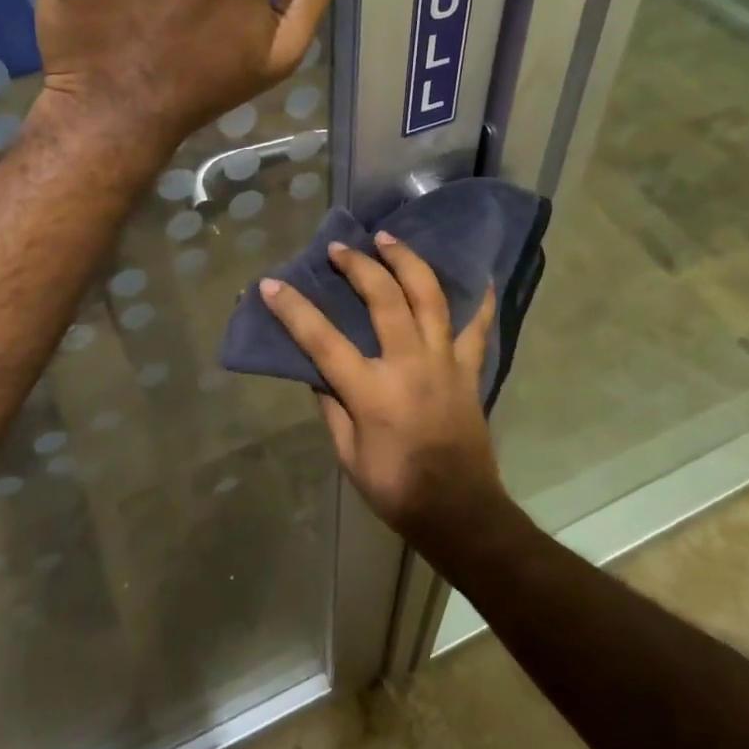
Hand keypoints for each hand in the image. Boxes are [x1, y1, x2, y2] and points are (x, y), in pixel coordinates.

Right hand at [258, 232, 509, 549]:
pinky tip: (476, 273)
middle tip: (341, 248)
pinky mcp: (469, 369)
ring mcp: (444, 362)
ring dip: (407, 261)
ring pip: (429, 297)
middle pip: (384, 299)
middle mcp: (409, 364)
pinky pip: (477, 326)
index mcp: (372, 391)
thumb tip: (319, 369)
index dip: (294, 309)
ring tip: (389, 238)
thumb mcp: (347, 454)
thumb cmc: (395, 488)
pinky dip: (477, 298)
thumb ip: (332, 406)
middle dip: (358, 266)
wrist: (459, 510)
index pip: (323, 340)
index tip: (271, 283)